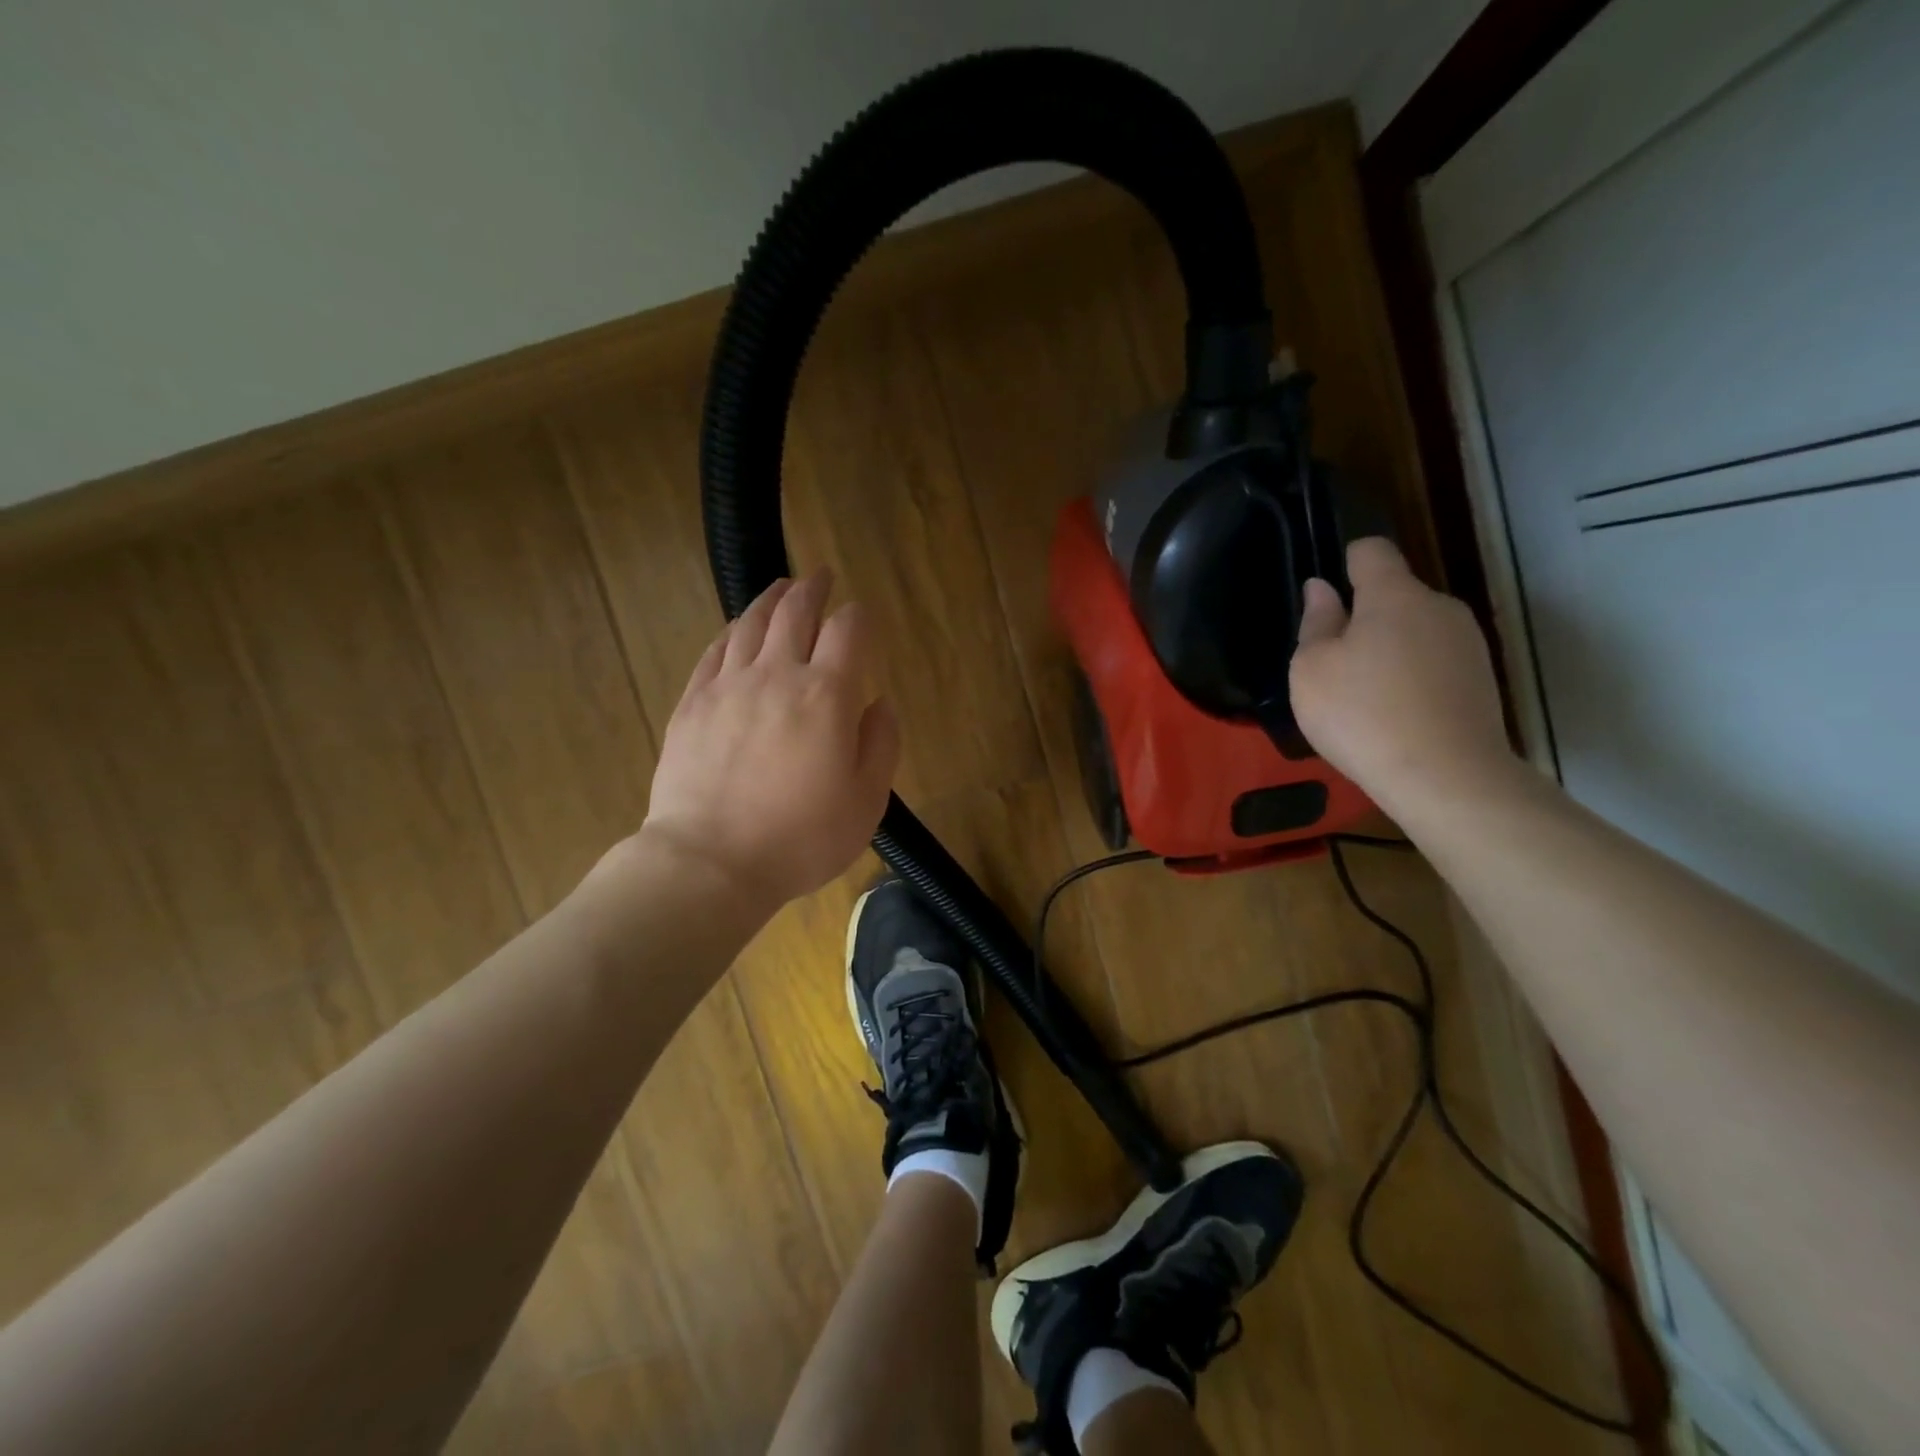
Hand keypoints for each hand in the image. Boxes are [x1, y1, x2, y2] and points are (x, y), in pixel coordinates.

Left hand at [639, 570, 899, 910]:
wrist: (710, 862)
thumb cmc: (800, 838)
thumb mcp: (866, 801)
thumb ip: (881, 744)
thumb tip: (878, 703)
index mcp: (827, 695)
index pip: (848, 630)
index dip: (859, 615)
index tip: (863, 616)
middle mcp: (777, 675)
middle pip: (796, 612)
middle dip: (813, 589)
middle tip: (821, 576)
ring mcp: (728, 685)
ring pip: (751, 623)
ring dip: (771, 599)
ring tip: (782, 588)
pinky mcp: (692, 703)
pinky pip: (715, 651)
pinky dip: (732, 632)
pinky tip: (737, 630)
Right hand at [1290, 538, 1516, 812]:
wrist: (1445, 776)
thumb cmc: (1361, 714)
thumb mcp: (1311, 670)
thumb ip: (1316, 623)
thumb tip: (1322, 588)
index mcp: (1394, 595)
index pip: (1371, 551)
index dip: (1345, 564)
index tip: (1327, 599)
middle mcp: (1439, 606)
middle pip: (1396, 594)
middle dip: (1366, 617)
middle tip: (1336, 664)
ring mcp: (1468, 643)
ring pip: (1417, 630)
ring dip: (1390, 649)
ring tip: (1366, 696)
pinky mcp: (1482, 679)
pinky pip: (1436, 662)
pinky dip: (1413, 677)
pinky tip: (1396, 714)